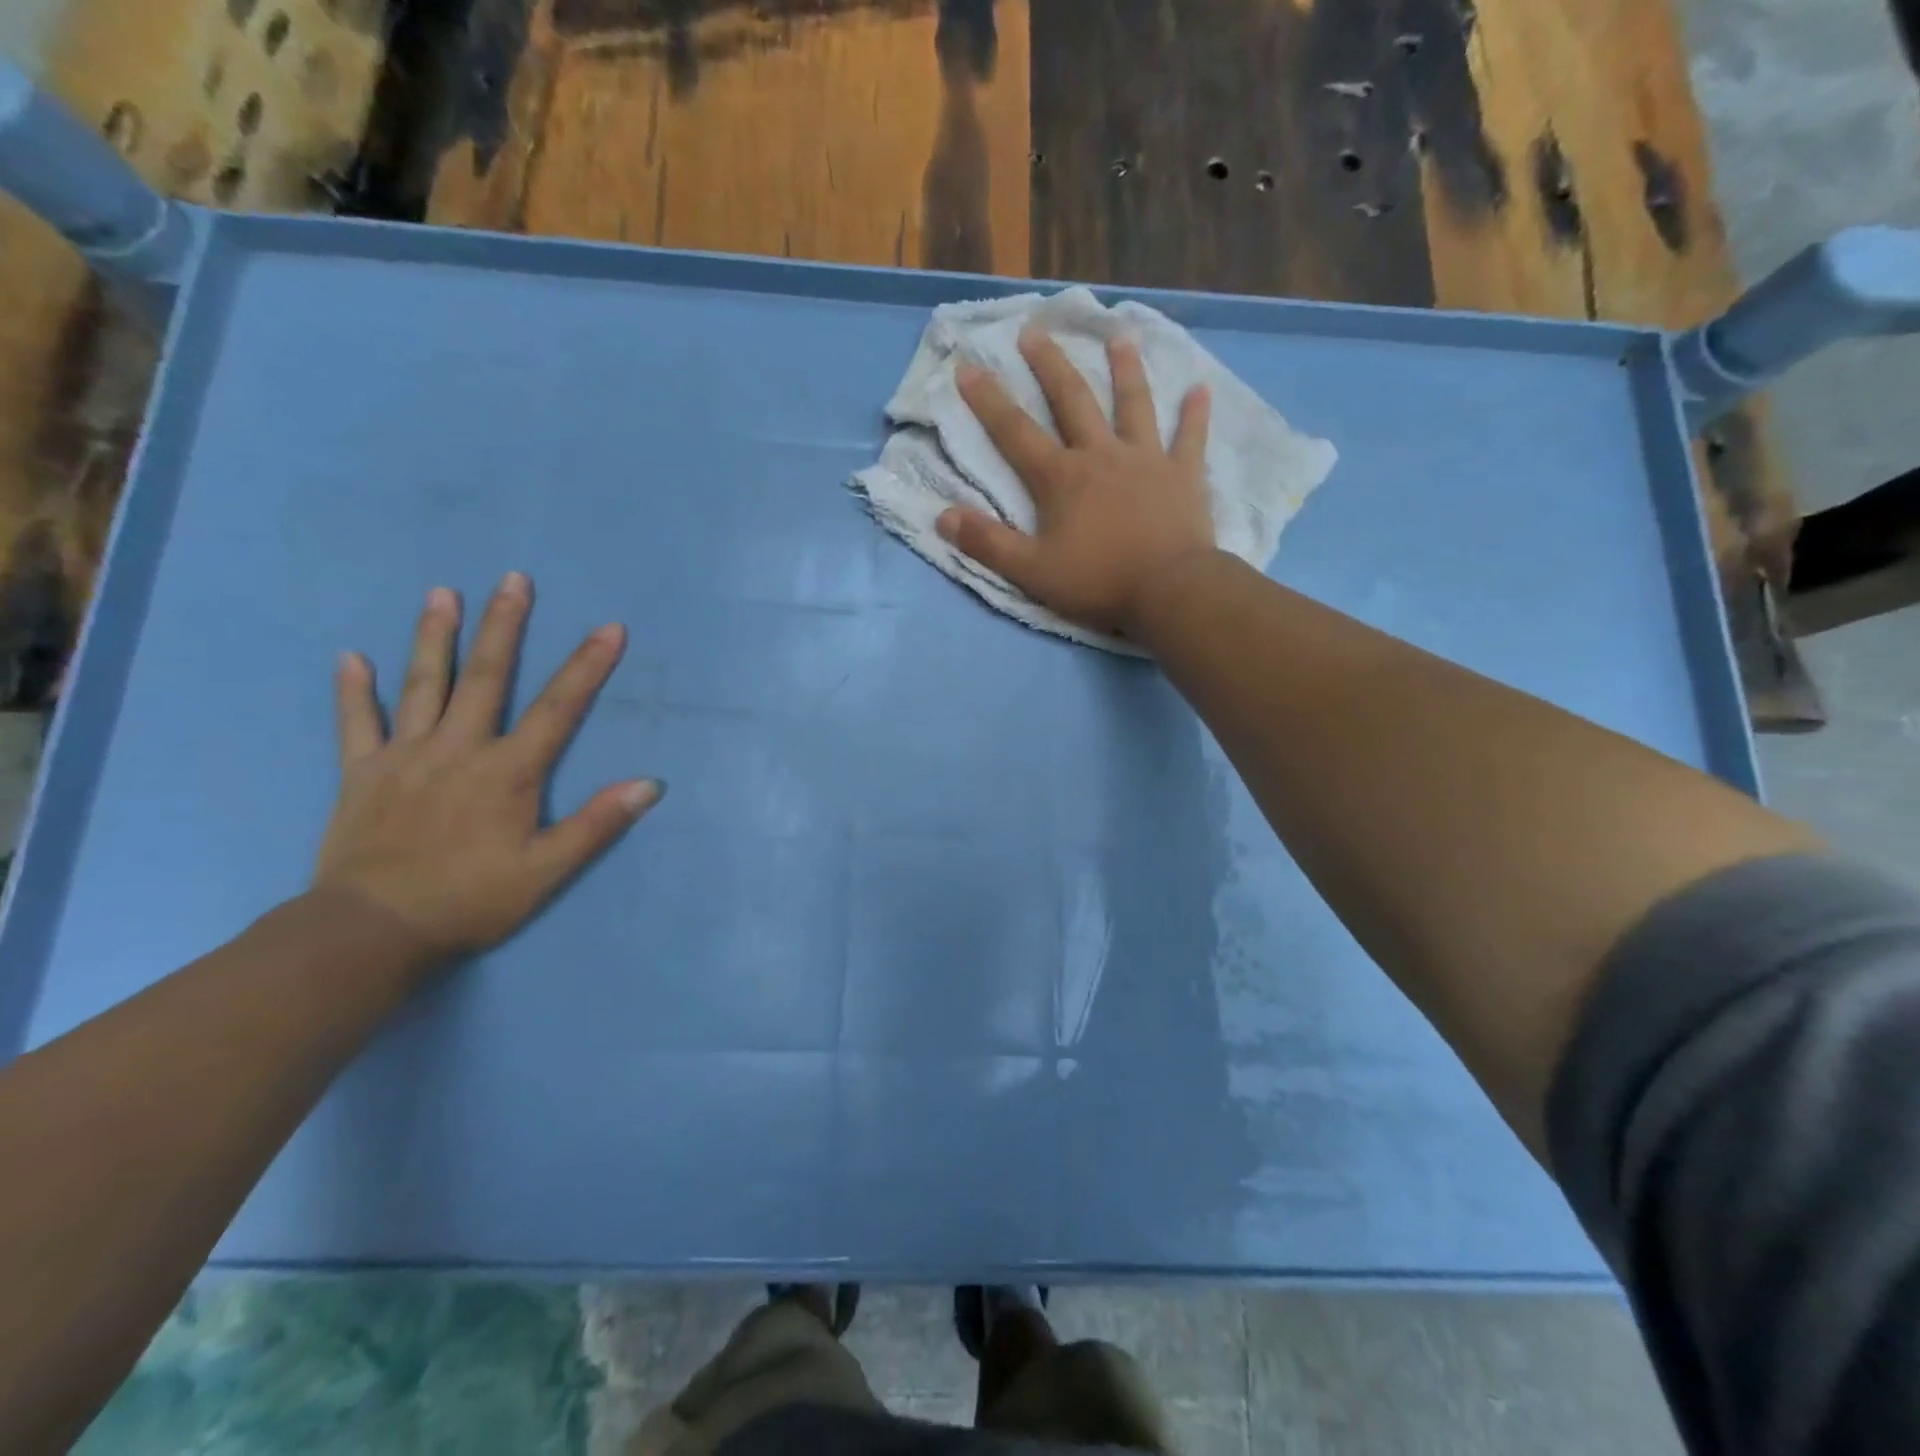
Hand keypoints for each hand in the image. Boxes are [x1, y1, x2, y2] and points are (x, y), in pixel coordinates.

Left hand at [313, 572, 662, 966]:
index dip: (587, 666)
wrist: (371, 931)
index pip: (559, 708)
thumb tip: (650, 784)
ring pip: (423, 686)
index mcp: (508, 771)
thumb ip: (597, 824)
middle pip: (486, 678)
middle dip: (504, 626)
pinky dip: (354, 691)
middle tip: (514, 579)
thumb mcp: (547, 870)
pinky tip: (350, 657)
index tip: (610, 628)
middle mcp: (459, 749)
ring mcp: (405, 757)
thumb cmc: (470, 900)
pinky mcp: (361, 774)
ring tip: (442, 594)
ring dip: (434, 637)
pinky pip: (357, 724)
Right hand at [938, 327, 1216, 639]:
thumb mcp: (1031, 571)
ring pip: (1133, 405)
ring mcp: (1147, 460)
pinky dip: (1194, 415)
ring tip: (1119, 336)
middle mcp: (1102, 455)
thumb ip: (988, 543)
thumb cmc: (1098, 581)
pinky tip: (1200, 389)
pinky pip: (1190, 438)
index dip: (988, 401)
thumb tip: (943, 517)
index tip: (968, 366)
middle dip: (1049, 365)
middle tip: (1034, 331)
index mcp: (1062, 478)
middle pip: (1072, 401)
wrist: (1169, 590)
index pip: (1015, 433)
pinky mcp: (1184, 475)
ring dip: (1125, 370)